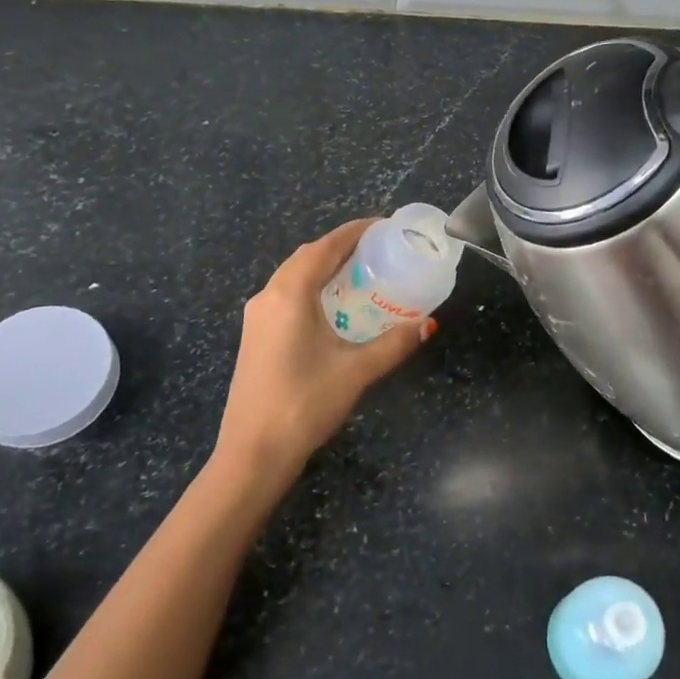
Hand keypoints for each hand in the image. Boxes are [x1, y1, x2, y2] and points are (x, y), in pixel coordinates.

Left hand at [216, 219, 434, 474]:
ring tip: (359, 273)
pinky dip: (310, 288)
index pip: (324, 247)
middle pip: (306, 257)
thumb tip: (427, 324)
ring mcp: (256, 317)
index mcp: (289, 294)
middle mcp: (267, 296)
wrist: (252, 453)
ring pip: (292, 276)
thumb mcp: (356, 371)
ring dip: (323, 267)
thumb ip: (394, 343)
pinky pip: (285, 296)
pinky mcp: (254, 337)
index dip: (354, 231)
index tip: (382, 225)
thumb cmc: (305, 404)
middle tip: (377, 249)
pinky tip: (332, 306)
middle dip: (340, 247)